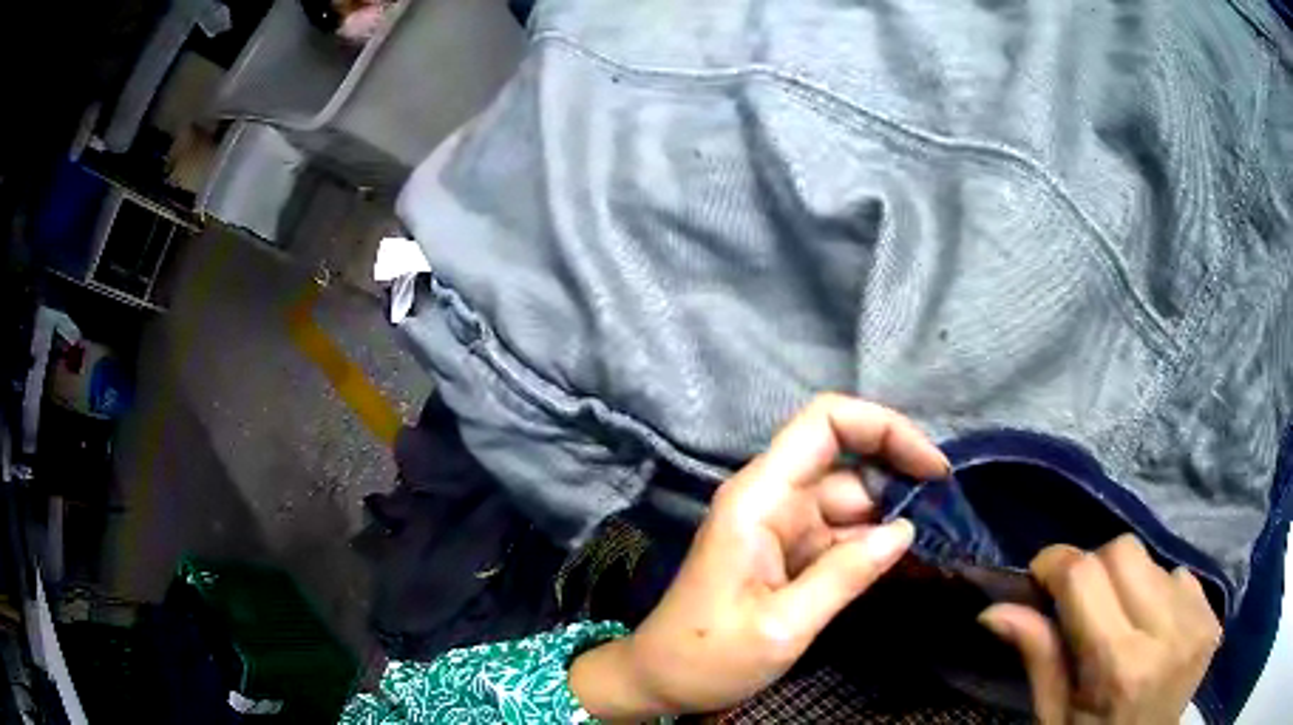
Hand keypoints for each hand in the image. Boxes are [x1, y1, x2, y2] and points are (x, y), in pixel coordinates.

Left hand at [570, 394, 949, 719]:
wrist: (660, 681)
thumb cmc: (708, 656)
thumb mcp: (783, 626)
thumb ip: (846, 574)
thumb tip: (906, 530)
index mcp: (760, 497)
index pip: (825, 423)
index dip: (884, 427)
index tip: (932, 468)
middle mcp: (772, 498)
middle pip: (848, 463)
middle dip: (900, 482)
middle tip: (947, 518)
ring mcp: (781, 526)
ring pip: (851, 502)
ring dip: (892, 520)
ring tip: (939, 546)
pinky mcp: (788, 553)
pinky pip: (841, 535)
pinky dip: (873, 546)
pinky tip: (907, 566)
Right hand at [980, 535, 1222, 723]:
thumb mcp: (1055, 717)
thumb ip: (1038, 658)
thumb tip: (994, 610)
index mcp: (1120, 667)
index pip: (1086, 575)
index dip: (1056, 563)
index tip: (1042, 576)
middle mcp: (1168, 633)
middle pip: (1124, 551)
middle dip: (1094, 569)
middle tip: (1083, 607)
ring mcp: (1198, 622)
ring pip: (1154, 561)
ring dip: (1130, 584)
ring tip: (1124, 625)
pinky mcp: (1214, 616)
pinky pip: (1180, 577)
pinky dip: (1160, 594)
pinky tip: (1155, 630)